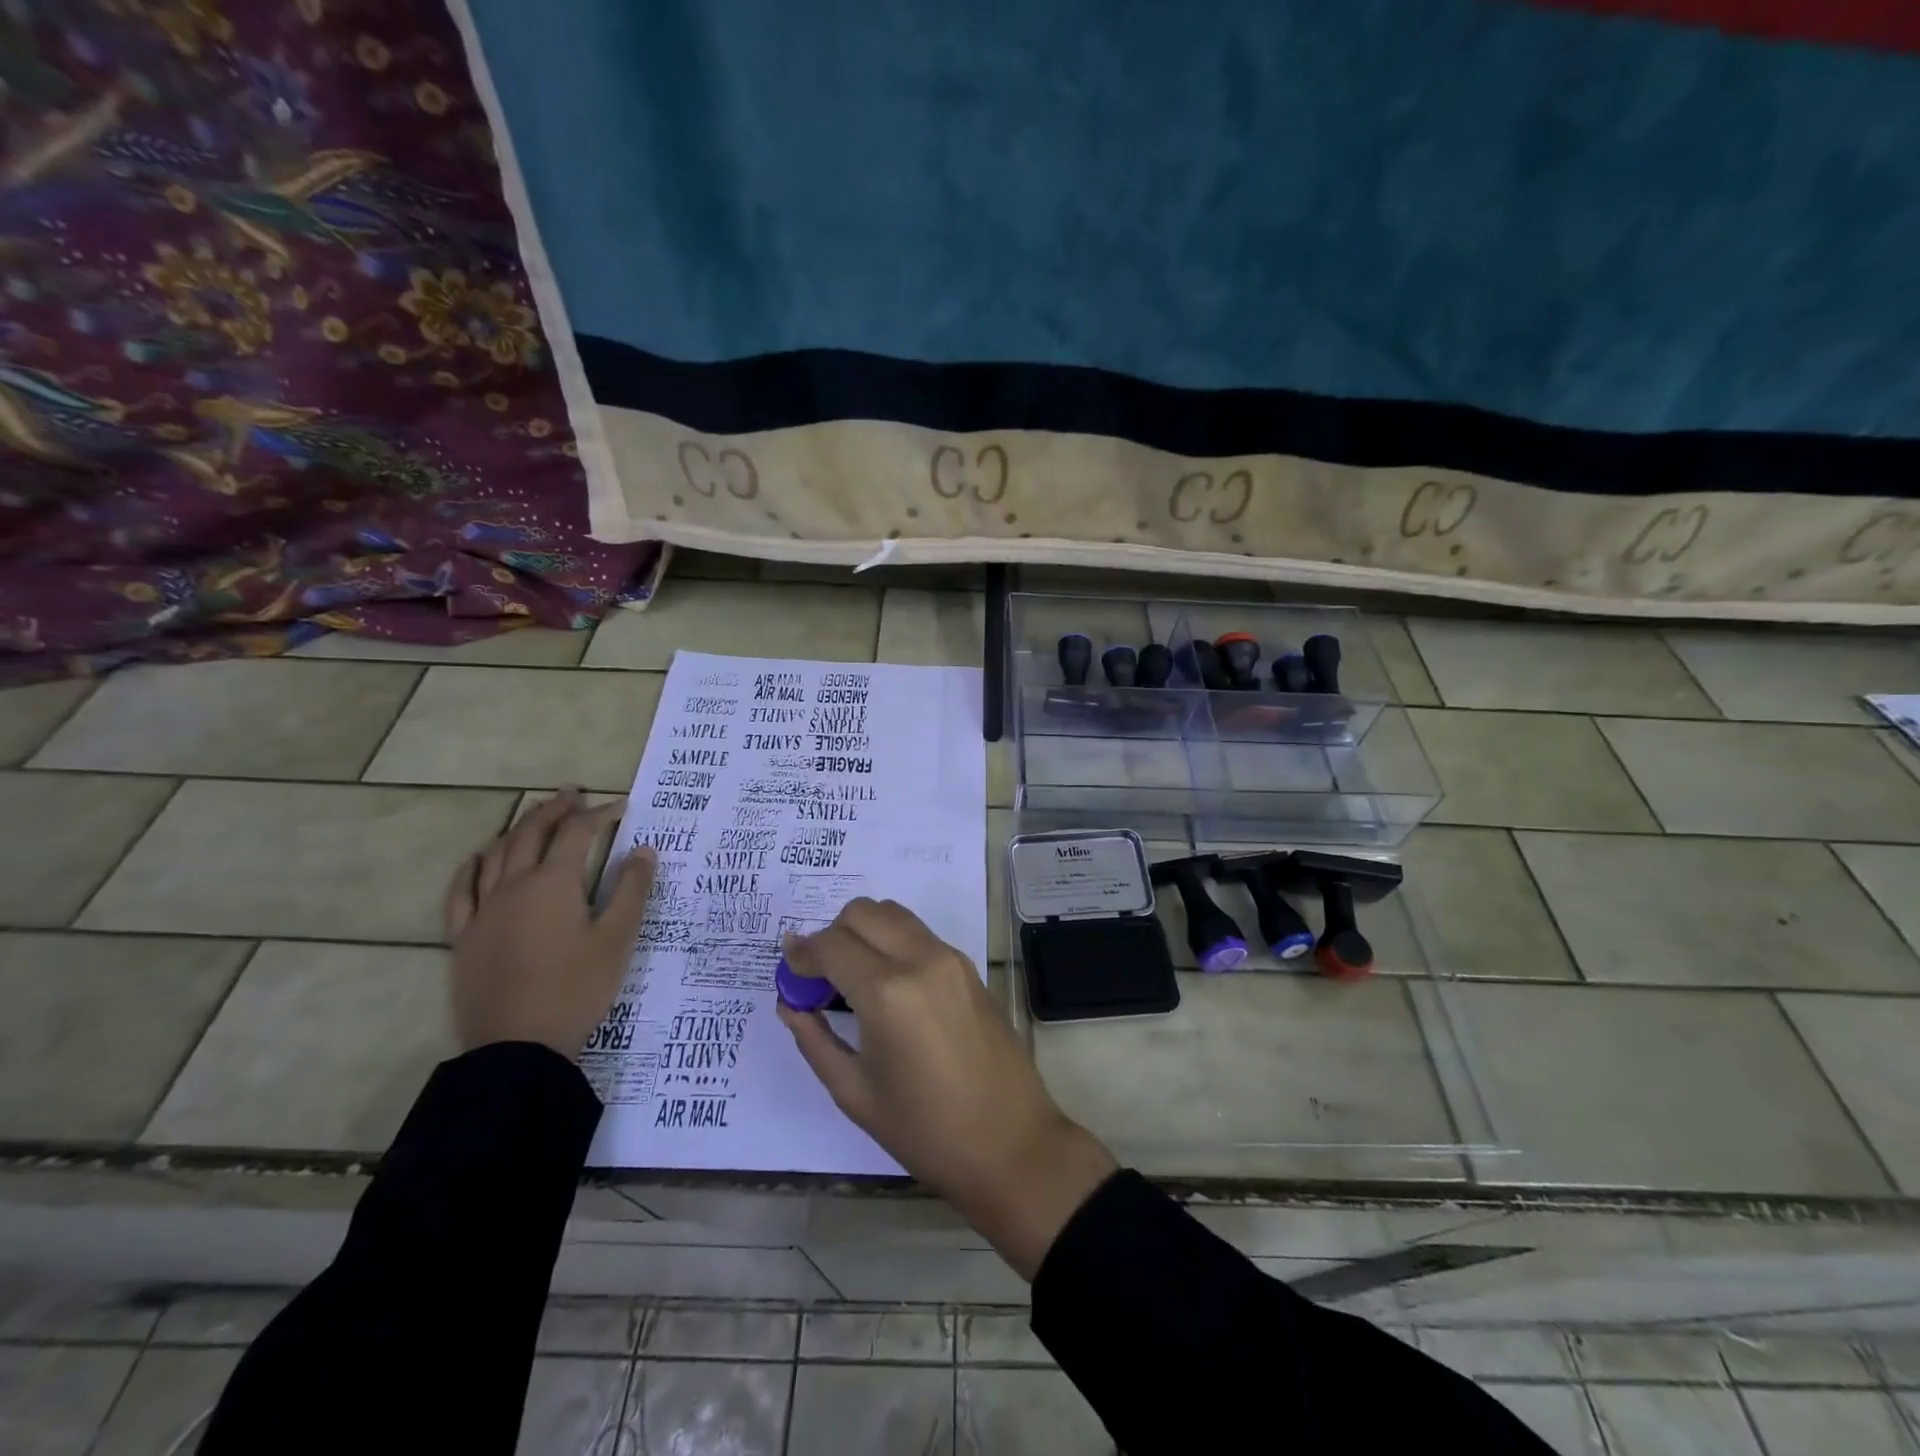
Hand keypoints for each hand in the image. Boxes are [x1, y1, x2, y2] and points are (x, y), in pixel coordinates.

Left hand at [443, 788, 654, 1059]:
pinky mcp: (463, 937)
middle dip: (554, 810)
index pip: (577, 833)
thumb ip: (631, 890)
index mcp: (553, 884)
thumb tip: (644, 850)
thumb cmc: (576, 989)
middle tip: (572, 794)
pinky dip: (472, 867)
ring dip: (516, 829)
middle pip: (531, 833)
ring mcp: (483, 911)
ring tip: (534, 818)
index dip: (599, 814)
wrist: (517, 1047)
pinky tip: (479, 860)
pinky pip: (461, 891)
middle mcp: (513, 886)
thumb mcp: (617, 939)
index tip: (621, 806)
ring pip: (495, 854)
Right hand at [777, 898, 1116, 1279]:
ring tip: (854, 978)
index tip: (790, 970)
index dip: (802, 954)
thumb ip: (814, 1039)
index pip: (831, 945)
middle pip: (862, 912)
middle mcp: (920, 959)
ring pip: (893, 913)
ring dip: (864, 931)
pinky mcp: (969, 966)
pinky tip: (888, 984)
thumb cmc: (926, 1132)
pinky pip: (919, 933)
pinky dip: (892, 941)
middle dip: (832, 935)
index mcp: (887, 992)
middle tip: (821, 977)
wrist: (1012, 1143)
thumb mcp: (855, 1092)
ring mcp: (950, 958)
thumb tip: (790, 1002)